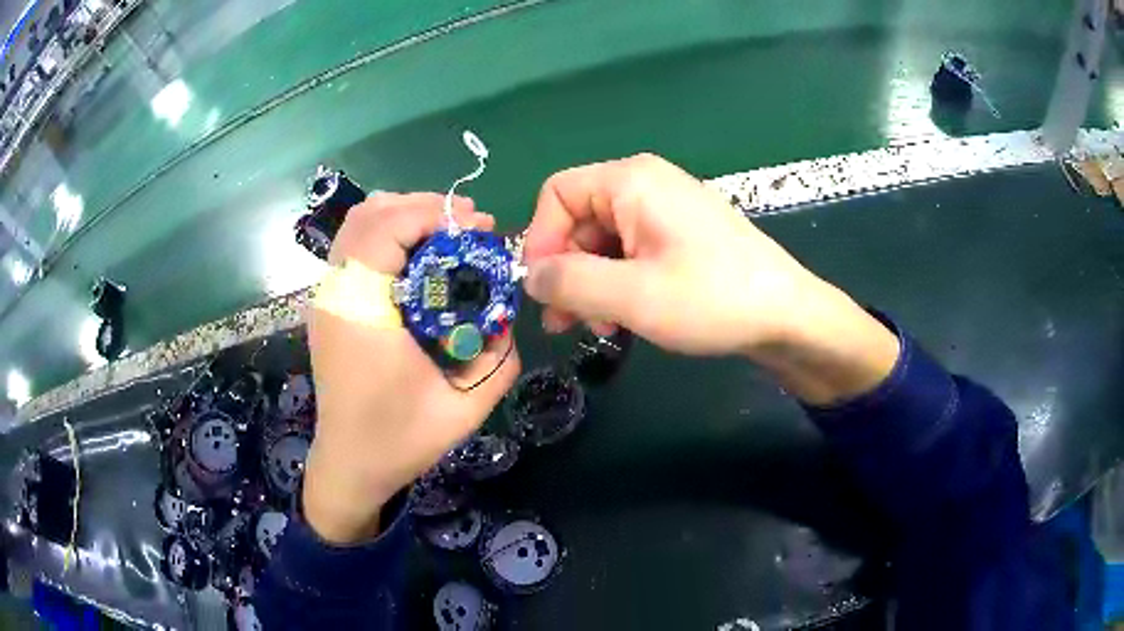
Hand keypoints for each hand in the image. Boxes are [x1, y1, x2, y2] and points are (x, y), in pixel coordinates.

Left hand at [303, 193, 520, 543]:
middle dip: (422, 207)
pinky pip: (353, 246)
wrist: (350, 465)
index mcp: (360, 313)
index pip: (384, 229)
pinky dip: (386, 234)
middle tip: (467, 227)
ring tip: (445, 235)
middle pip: (368, 214)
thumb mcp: (465, 408)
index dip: (432, 213)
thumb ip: (499, 358)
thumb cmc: (400, 441)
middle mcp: (335, 294)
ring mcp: (326, 297)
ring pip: (356, 224)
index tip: (476, 227)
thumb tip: (506, 316)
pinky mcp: (329, 304)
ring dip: (403, 216)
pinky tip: (417, 257)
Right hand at [523, 154, 898, 403]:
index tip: (544, 289)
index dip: (540, 239)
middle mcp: (645, 185)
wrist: (787, 315)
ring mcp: (666, 209)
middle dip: (566, 270)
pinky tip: (622, 317)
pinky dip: (617, 282)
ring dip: (589, 283)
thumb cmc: (712, 298)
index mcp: (631, 181)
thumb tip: (530, 277)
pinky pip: (630, 251)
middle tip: (564, 322)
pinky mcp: (680, 234)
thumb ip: (569, 283)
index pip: (557, 193)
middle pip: (578, 219)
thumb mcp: (631, 296)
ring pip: (602, 240)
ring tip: (595, 327)